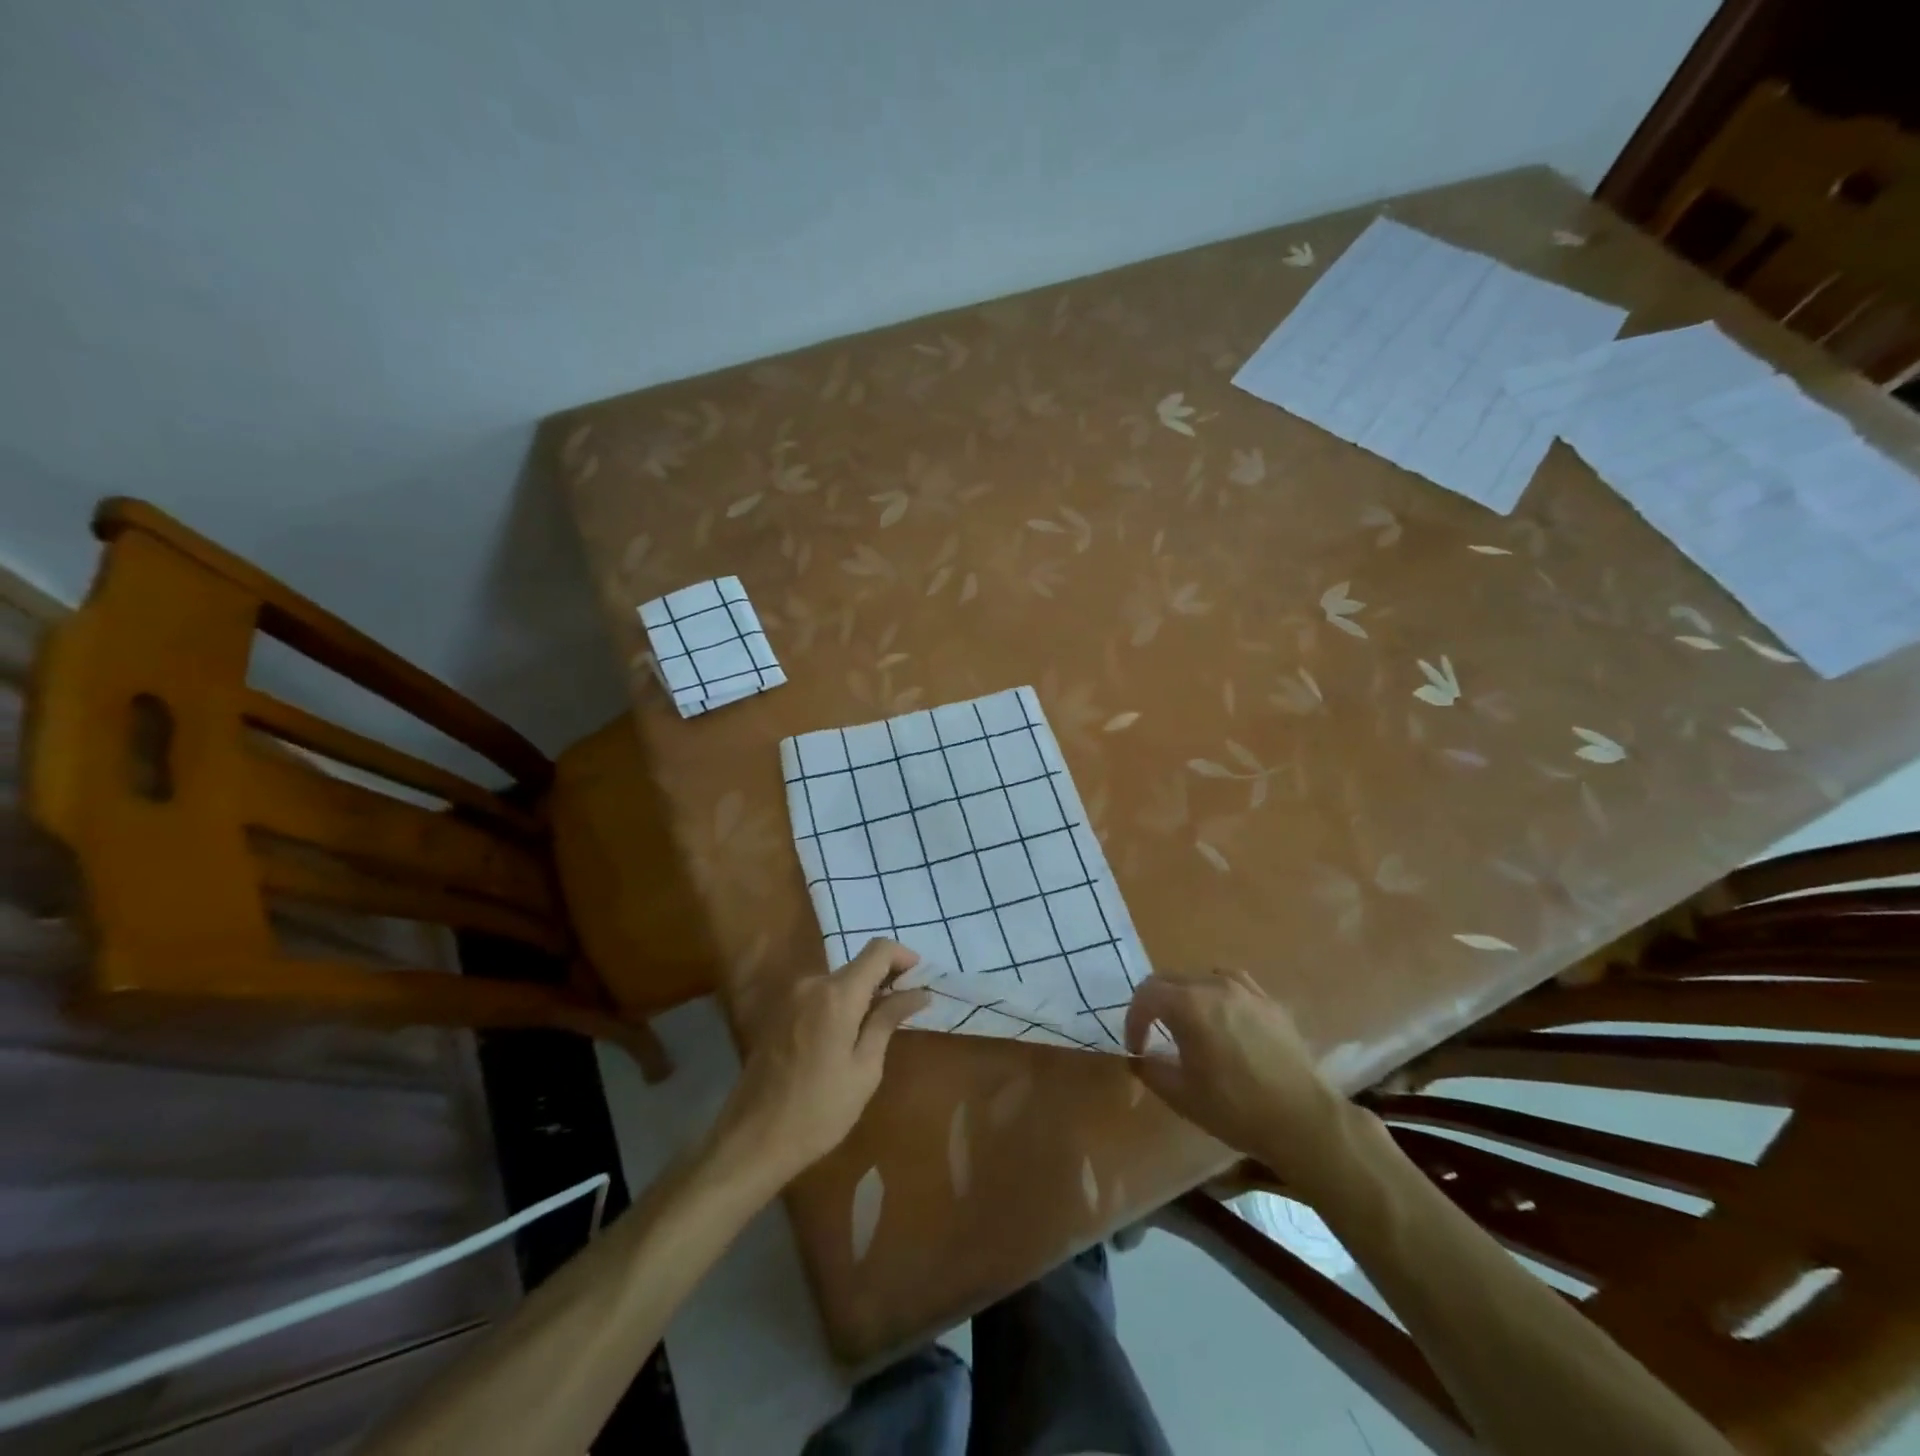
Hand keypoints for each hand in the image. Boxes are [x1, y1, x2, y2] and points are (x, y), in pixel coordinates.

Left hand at [712, 939, 930, 1188]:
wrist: (752, 1140)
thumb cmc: (818, 1111)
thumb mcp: (864, 1070)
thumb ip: (888, 1021)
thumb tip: (918, 992)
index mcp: (837, 994)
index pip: (878, 950)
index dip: (903, 956)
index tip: (920, 978)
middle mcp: (812, 983)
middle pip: (858, 965)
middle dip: (885, 978)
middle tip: (906, 1008)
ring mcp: (791, 996)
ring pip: (838, 981)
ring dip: (862, 993)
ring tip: (879, 1026)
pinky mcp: (779, 1012)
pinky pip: (819, 995)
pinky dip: (840, 1004)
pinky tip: (847, 1036)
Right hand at [1124, 969, 1350, 1186]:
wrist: (1303, 1121)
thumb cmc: (1235, 1109)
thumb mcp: (1181, 1095)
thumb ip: (1150, 1069)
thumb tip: (1138, 1057)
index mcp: (1189, 1004)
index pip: (1146, 995)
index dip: (1133, 1020)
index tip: (1136, 1048)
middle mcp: (1215, 985)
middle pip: (1170, 980)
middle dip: (1155, 1005)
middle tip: (1154, 1035)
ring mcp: (1246, 990)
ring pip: (1201, 978)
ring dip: (1186, 997)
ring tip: (1189, 1025)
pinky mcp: (1270, 1002)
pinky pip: (1233, 985)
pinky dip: (1217, 995)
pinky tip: (1224, 1020)